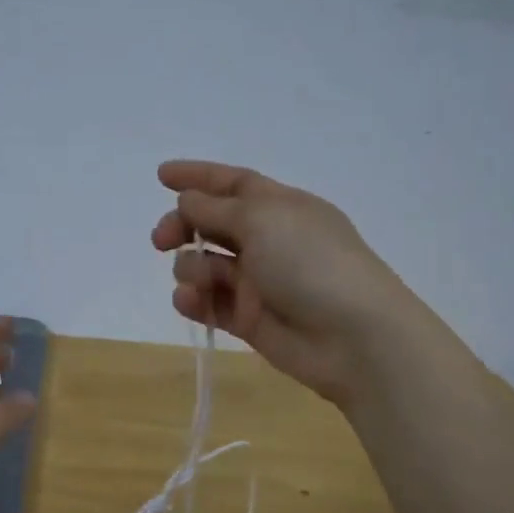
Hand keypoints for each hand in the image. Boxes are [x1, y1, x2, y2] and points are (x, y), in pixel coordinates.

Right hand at [152, 160, 430, 406]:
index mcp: (280, 207)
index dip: (198, 176)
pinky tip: (190, 301)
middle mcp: (268, 240)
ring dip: (191, 267)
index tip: (160, 175)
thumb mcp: (262, 219)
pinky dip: (194, 300)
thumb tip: (188, 200)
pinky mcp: (249, 320)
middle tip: (161, 239)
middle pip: (213, 224)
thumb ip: (216, 208)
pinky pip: (210, 304)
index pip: (233, 183)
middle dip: (183, 226)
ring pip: (206, 265)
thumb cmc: (310, 263)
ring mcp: (258, 282)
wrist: (352, 336)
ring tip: (200, 280)